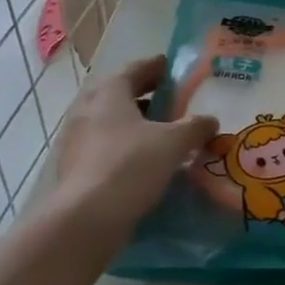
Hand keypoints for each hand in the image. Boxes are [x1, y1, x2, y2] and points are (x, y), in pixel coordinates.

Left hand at [50, 56, 217, 235]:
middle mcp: (86, 110)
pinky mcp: (73, 168)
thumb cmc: (131, 165)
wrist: (87, 218)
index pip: (133, 70)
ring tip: (159, 132)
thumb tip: (210, 120)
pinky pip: (103, 147)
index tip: (169, 66)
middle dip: (142, 95)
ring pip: (108, 122)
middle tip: (167, 99)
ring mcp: (75, 140)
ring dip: (132, 123)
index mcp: (108, 93)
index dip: (154, 66)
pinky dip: (123, 146)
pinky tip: (142, 161)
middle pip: (117, 94)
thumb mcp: (174, 143)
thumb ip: (195, 127)